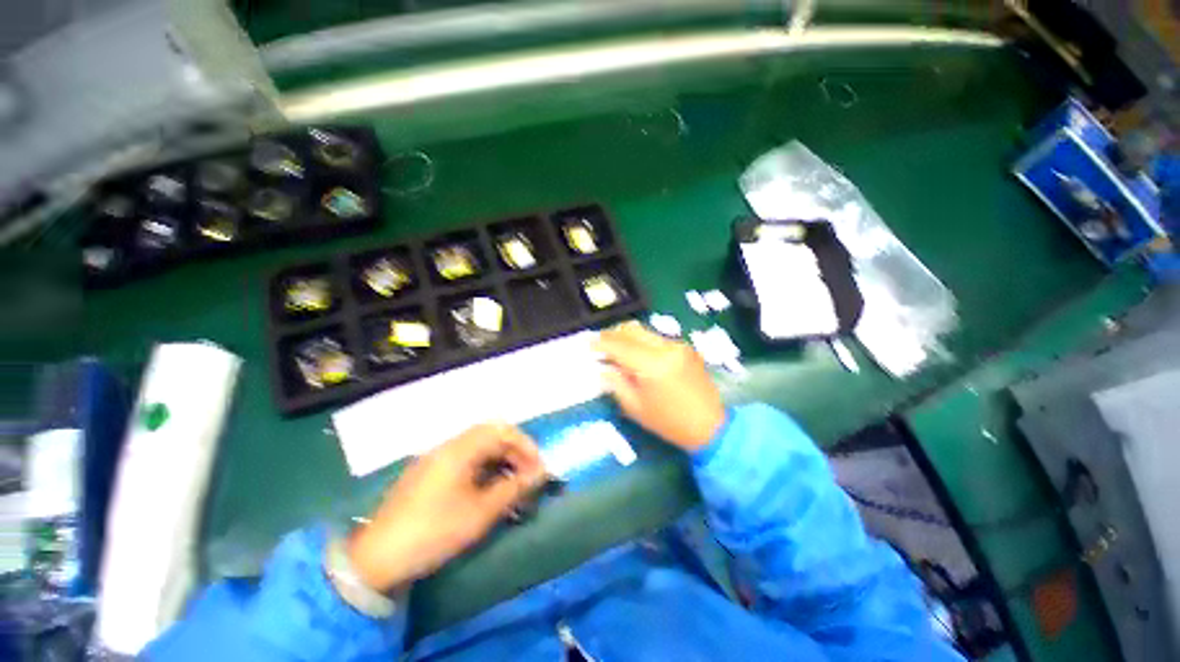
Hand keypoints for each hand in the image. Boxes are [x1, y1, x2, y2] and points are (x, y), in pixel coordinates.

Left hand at [346, 423, 545, 592]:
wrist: (377, 559)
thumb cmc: (433, 532)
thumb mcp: (479, 513)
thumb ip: (514, 488)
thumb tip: (541, 473)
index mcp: (460, 449)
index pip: (502, 431)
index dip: (525, 445)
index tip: (538, 468)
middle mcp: (448, 446)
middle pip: (491, 435)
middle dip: (514, 452)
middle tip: (528, 477)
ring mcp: (436, 458)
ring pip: (478, 447)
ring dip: (500, 460)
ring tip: (512, 485)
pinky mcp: (429, 472)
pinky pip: (465, 459)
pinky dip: (483, 468)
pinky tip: (488, 490)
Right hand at [595, 322, 725, 451]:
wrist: (711, 426)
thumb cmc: (669, 422)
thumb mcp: (635, 407)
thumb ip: (616, 383)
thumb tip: (603, 368)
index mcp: (652, 365)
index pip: (620, 345)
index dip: (601, 343)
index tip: (588, 345)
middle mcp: (666, 348)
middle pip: (632, 330)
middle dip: (613, 334)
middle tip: (600, 345)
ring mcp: (678, 346)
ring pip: (645, 332)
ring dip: (628, 337)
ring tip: (617, 350)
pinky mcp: (686, 348)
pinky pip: (657, 339)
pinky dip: (643, 343)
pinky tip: (638, 356)